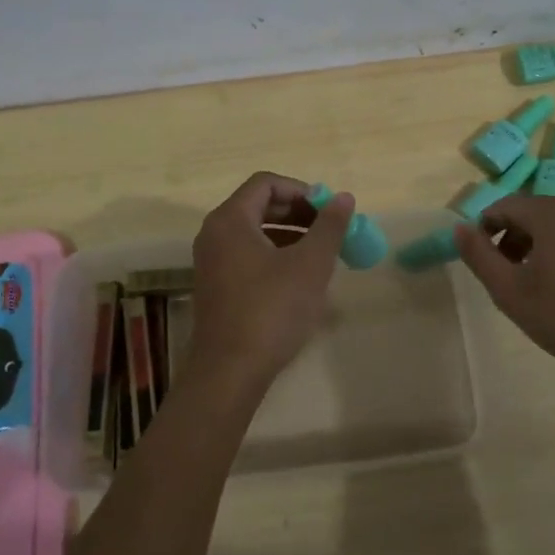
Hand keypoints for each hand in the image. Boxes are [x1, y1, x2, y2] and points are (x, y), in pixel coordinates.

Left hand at [186, 171, 354, 395]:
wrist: (229, 371)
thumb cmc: (271, 310)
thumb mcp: (310, 265)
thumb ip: (329, 226)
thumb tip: (344, 197)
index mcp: (230, 219)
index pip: (266, 183)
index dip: (301, 190)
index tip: (328, 210)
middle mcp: (214, 233)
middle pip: (259, 205)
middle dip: (298, 213)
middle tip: (329, 230)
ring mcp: (211, 261)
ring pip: (254, 232)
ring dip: (289, 235)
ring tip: (321, 254)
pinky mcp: (216, 285)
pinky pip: (247, 254)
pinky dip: (274, 255)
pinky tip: (299, 278)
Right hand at [455, 194, 554, 419]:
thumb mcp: (510, 293)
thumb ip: (479, 256)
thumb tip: (460, 227)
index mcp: (553, 213)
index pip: (507, 206)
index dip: (489, 228)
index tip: (487, 258)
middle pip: (541, 213)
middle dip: (521, 237)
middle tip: (515, 274)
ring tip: (553, 284)